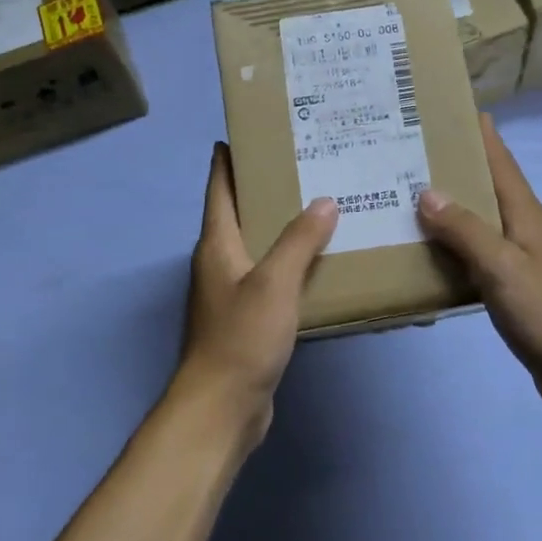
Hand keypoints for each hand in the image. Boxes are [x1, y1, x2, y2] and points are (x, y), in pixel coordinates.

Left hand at [176, 143, 337, 445]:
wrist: (223, 407)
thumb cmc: (242, 337)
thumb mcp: (274, 282)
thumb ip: (299, 240)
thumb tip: (324, 202)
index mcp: (217, 245)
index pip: (219, 189)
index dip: (228, 160)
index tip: (246, 133)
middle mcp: (220, 263)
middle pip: (240, 214)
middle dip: (266, 189)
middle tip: (306, 166)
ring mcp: (232, 293)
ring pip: (259, 247)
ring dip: (283, 228)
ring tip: (322, 207)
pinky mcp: (248, 319)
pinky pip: (272, 278)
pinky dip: (292, 264)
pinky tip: (320, 263)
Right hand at [417, 116, 541, 425]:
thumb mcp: (502, 267)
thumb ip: (465, 230)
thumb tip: (427, 191)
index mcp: (526, 214)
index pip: (500, 161)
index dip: (479, 133)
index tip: (449, 107)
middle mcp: (524, 228)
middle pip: (486, 186)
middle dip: (454, 166)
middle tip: (407, 153)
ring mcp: (521, 259)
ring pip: (479, 221)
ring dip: (449, 207)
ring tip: (406, 197)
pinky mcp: (514, 287)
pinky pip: (477, 254)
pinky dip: (453, 246)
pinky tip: (427, 252)